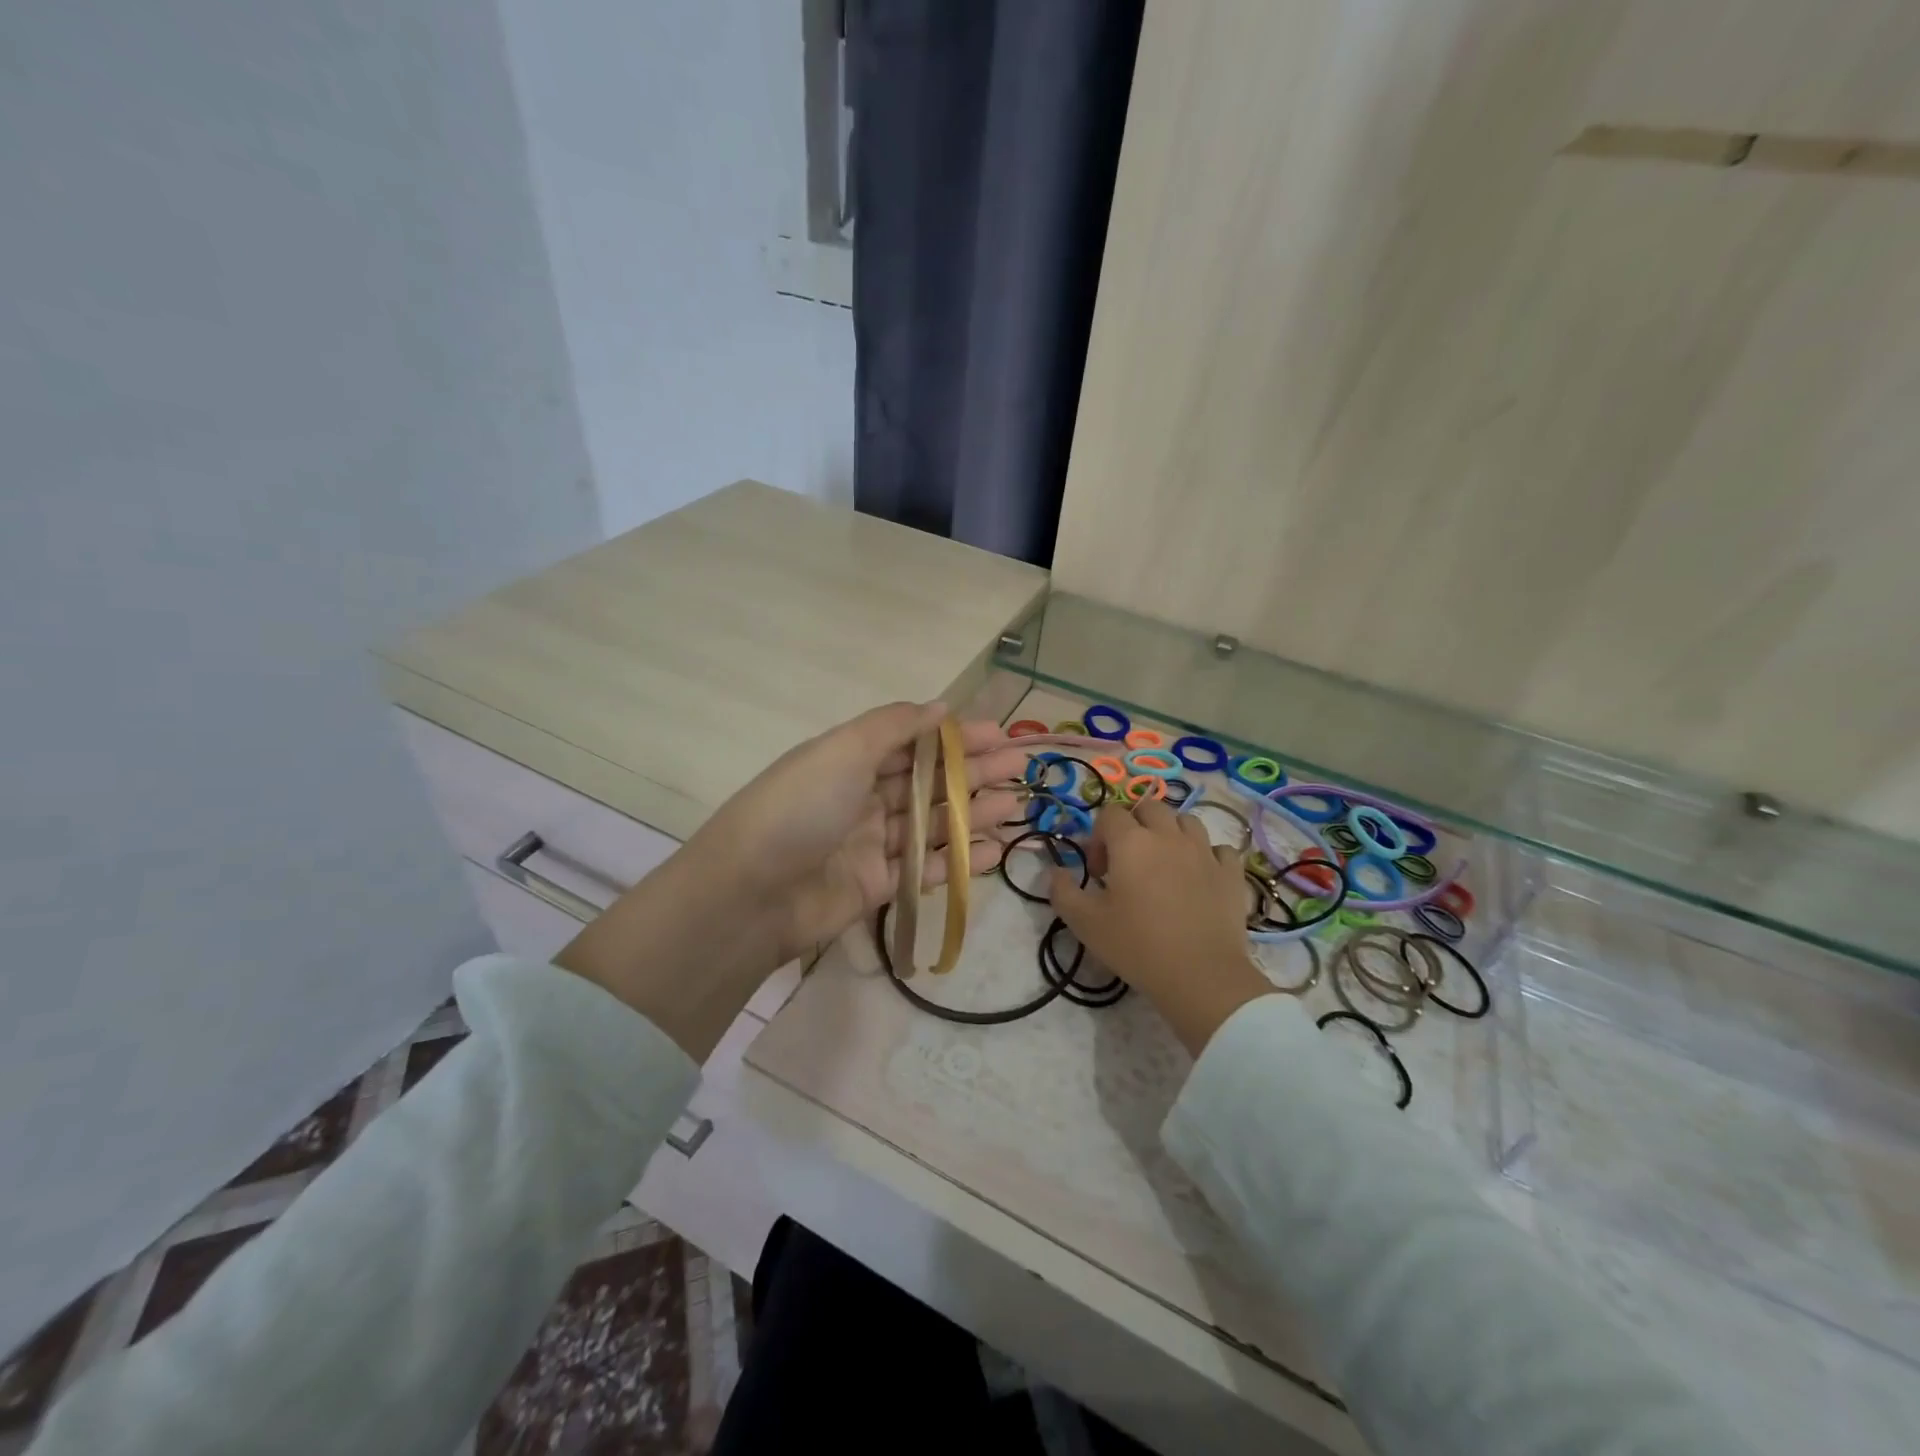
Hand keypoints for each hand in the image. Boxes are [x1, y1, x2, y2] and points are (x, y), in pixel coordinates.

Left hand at [558, 701, 1026, 1058]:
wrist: (749, 895)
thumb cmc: (799, 808)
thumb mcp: (843, 750)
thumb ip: (895, 727)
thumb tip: (941, 706)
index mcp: (850, 759)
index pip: (914, 741)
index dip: (958, 736)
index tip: (1001, 734)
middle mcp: (862, 798)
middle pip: (929, 781)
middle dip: (975, 773)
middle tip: (1022, 769)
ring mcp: (870, 844)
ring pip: (933, 825)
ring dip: (974, 814)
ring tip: (1017, 807)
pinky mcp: (877, 887)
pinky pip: (925, 869)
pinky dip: (959, 861)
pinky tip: (994, 852)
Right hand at [1049, 798, 1272, 1055]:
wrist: (1201, 976)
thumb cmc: (1137, 945)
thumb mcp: (1085, 923)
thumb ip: (1063, 891)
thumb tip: (1057, 872)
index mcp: (1131, 842)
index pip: (1110, 813)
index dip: (1098, 836)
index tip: (1098, 871)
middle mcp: (1169, 836)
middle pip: (1149, 807)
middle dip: (1135, 825)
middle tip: (1128, 862)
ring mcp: (1205, 851)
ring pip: (1186, 821)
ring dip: (1171, 834)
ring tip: (1164, 864)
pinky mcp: (1231, 873)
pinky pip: (1219, 849)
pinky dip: (1207, 856)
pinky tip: (1199, 877)